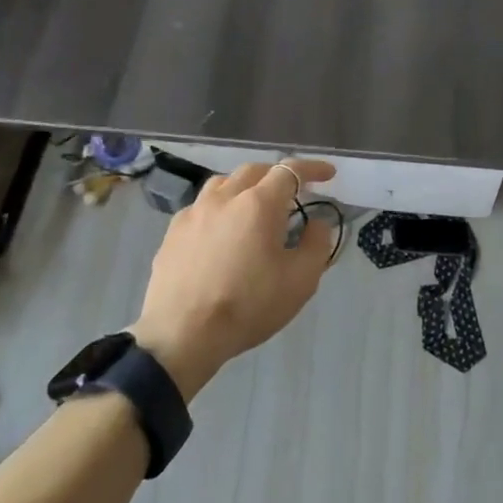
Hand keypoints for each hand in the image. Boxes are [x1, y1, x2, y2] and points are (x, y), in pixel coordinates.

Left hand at [132, 160, 337, 400]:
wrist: (181, 334)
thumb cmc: (247, 305)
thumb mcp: (300, 281)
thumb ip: (317, 244)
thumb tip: (317, 222)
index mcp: (259, 204)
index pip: (290, 171)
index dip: (312, 169)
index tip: (328, 174)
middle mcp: (225, 197)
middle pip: (254, 171)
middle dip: (277, 175)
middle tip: (292, 193)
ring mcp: (194, 212)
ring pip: (224, 183)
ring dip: (245, 187)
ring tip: (254, 207)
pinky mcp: (173, 231)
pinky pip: (202, 206)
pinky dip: (219, 208)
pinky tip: (220, 231)